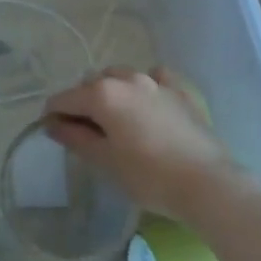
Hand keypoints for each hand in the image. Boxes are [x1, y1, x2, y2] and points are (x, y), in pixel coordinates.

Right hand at [44, 66, 237, 222]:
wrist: (208, 184)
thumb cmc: (149, 176)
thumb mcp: (105, 160)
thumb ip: (75, 138)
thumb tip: (53, 124)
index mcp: (102, 94)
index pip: (64, 99)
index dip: (53, 115)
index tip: (53, 132)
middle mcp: (126, 79)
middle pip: (91, 84)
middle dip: (82, 102)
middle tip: (85, 131)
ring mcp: (156, 82)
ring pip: (121, 77)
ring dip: (111, 92)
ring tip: (115, 119)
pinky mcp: (180, 91)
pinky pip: (154, 78)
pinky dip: (144, 86)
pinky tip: (147, 103)